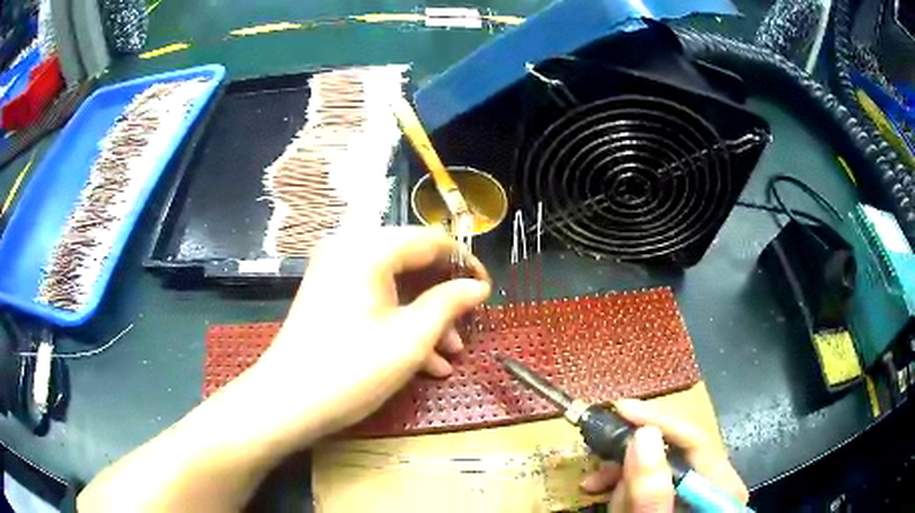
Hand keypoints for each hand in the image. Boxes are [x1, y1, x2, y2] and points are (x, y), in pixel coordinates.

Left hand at [243, 226, 490, 445]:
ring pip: (394, 285)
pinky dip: (399, 322)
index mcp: (368, 249)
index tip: (486, 290)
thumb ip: (449, 303)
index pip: (430, 241)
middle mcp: (348, 250)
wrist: (287, 403)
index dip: (465, 263)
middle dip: (443, 298)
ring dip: (425, 317)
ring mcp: (334, 274)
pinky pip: (374, 299)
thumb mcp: (411, 338)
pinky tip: (424, 361)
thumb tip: (478, 287)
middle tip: (467, 328)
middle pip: (411, 262)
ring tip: (449, 354)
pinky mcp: (328, 296)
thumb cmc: (352, 369)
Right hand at [580, 399, 748, 511]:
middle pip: (675, 450)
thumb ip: (651, 493)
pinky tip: (604, 490)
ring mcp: (696, 490)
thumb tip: (642, 435)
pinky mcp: (679, 497)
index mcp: (721, 487)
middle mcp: (713, 482)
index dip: (658, 421)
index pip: (696, 440)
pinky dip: (624, 484)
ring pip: (657, 464)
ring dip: (623, 473)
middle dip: (632, 456)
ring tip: (597, 486)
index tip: (620, 409)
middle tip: (598, 459)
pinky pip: (649, 480)